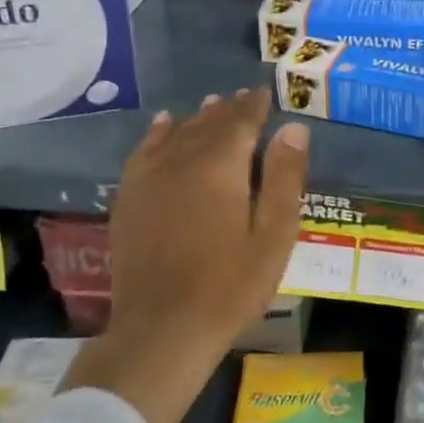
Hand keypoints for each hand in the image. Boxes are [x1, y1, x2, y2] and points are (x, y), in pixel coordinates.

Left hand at [63, 88, 308, 422]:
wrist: (163, 330)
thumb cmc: (230, 286)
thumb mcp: (273, 236)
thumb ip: (283, 178)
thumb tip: (294, 128)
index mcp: (221, 166)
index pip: (241, 121)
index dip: (256, 105)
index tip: (267, 92)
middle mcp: (182, 160)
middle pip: (209, 123)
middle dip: (230, 108)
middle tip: (246, 98)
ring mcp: (150, 177)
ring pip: (178, 133)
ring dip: (199, 117)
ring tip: (213, 104)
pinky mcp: (129, 197)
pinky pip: (145, 150)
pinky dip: (158, 132)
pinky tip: (166, 124)